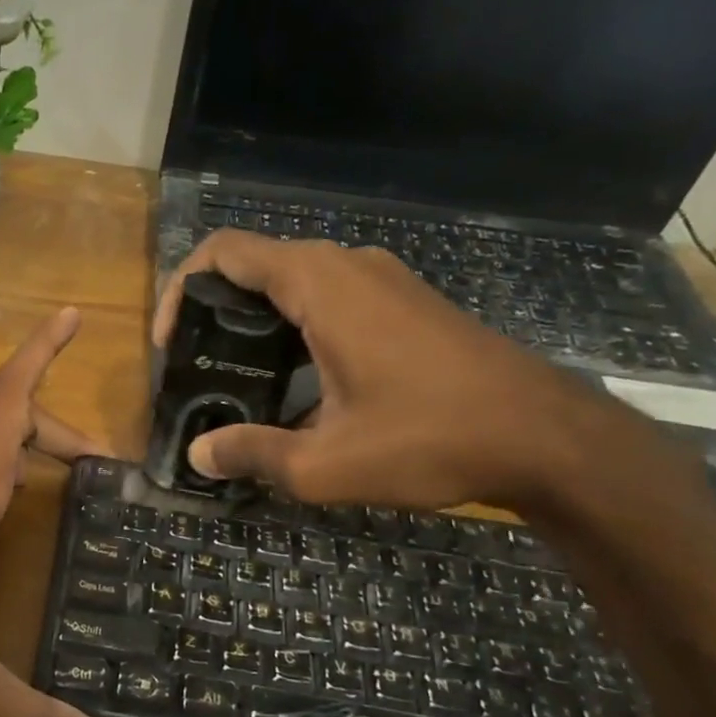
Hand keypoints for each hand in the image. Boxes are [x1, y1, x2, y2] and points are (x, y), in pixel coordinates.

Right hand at [153, 232, 594, 510]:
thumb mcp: (326, 463)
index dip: (181, 290)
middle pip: (255, 265)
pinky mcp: (405, 302)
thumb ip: (252, 454)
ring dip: (254, 322)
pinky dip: (293, 327)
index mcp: (320, 285)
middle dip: (213, 312)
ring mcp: (383, 280)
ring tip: (236, 380)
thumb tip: (199, 454)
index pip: (225, 253)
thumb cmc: (430, 439)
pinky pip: (328, 297)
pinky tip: (295, 384)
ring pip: (293, 282)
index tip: (170, 345)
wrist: (545, 437)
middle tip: (197, 370)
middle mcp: (348, 266)